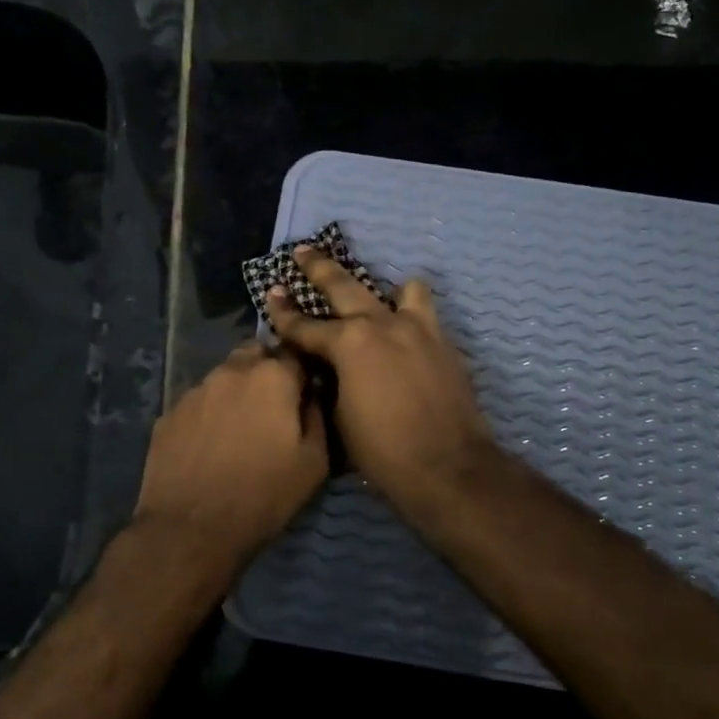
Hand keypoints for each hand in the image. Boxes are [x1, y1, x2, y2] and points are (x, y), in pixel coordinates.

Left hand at [131, 342, 328, 570]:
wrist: (190, 531)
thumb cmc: (263, 495)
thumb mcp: (314, 463)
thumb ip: (318, 416)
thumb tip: (313, 395)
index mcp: (271, 377)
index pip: (294, 353)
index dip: (302, 371)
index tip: (305, 392)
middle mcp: (230, 371)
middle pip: (255, 356)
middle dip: (266, 372)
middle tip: (272, 408)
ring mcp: (194, 391)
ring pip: (223, 377)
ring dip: (236, 392)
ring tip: (238, 429)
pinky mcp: (168, 414)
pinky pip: (197, 403)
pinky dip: (208, 414)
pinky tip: (209, 445)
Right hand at [265, 247, 500, 524]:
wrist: (447, 467)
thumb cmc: (382, 450)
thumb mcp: (338, 415)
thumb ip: (328, 379)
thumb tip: (323, 366)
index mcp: (348, 343)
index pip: (304, 324)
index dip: (282, 312)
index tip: (271, 294)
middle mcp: (381, 324)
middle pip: (343, 286)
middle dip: (318, 268)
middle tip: (303, 250)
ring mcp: (417, 328)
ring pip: (399, 289)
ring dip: (382, 289)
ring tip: (377, 294)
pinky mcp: (443, 341)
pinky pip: (425, 313)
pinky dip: (411, 313)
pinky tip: (405, 330)